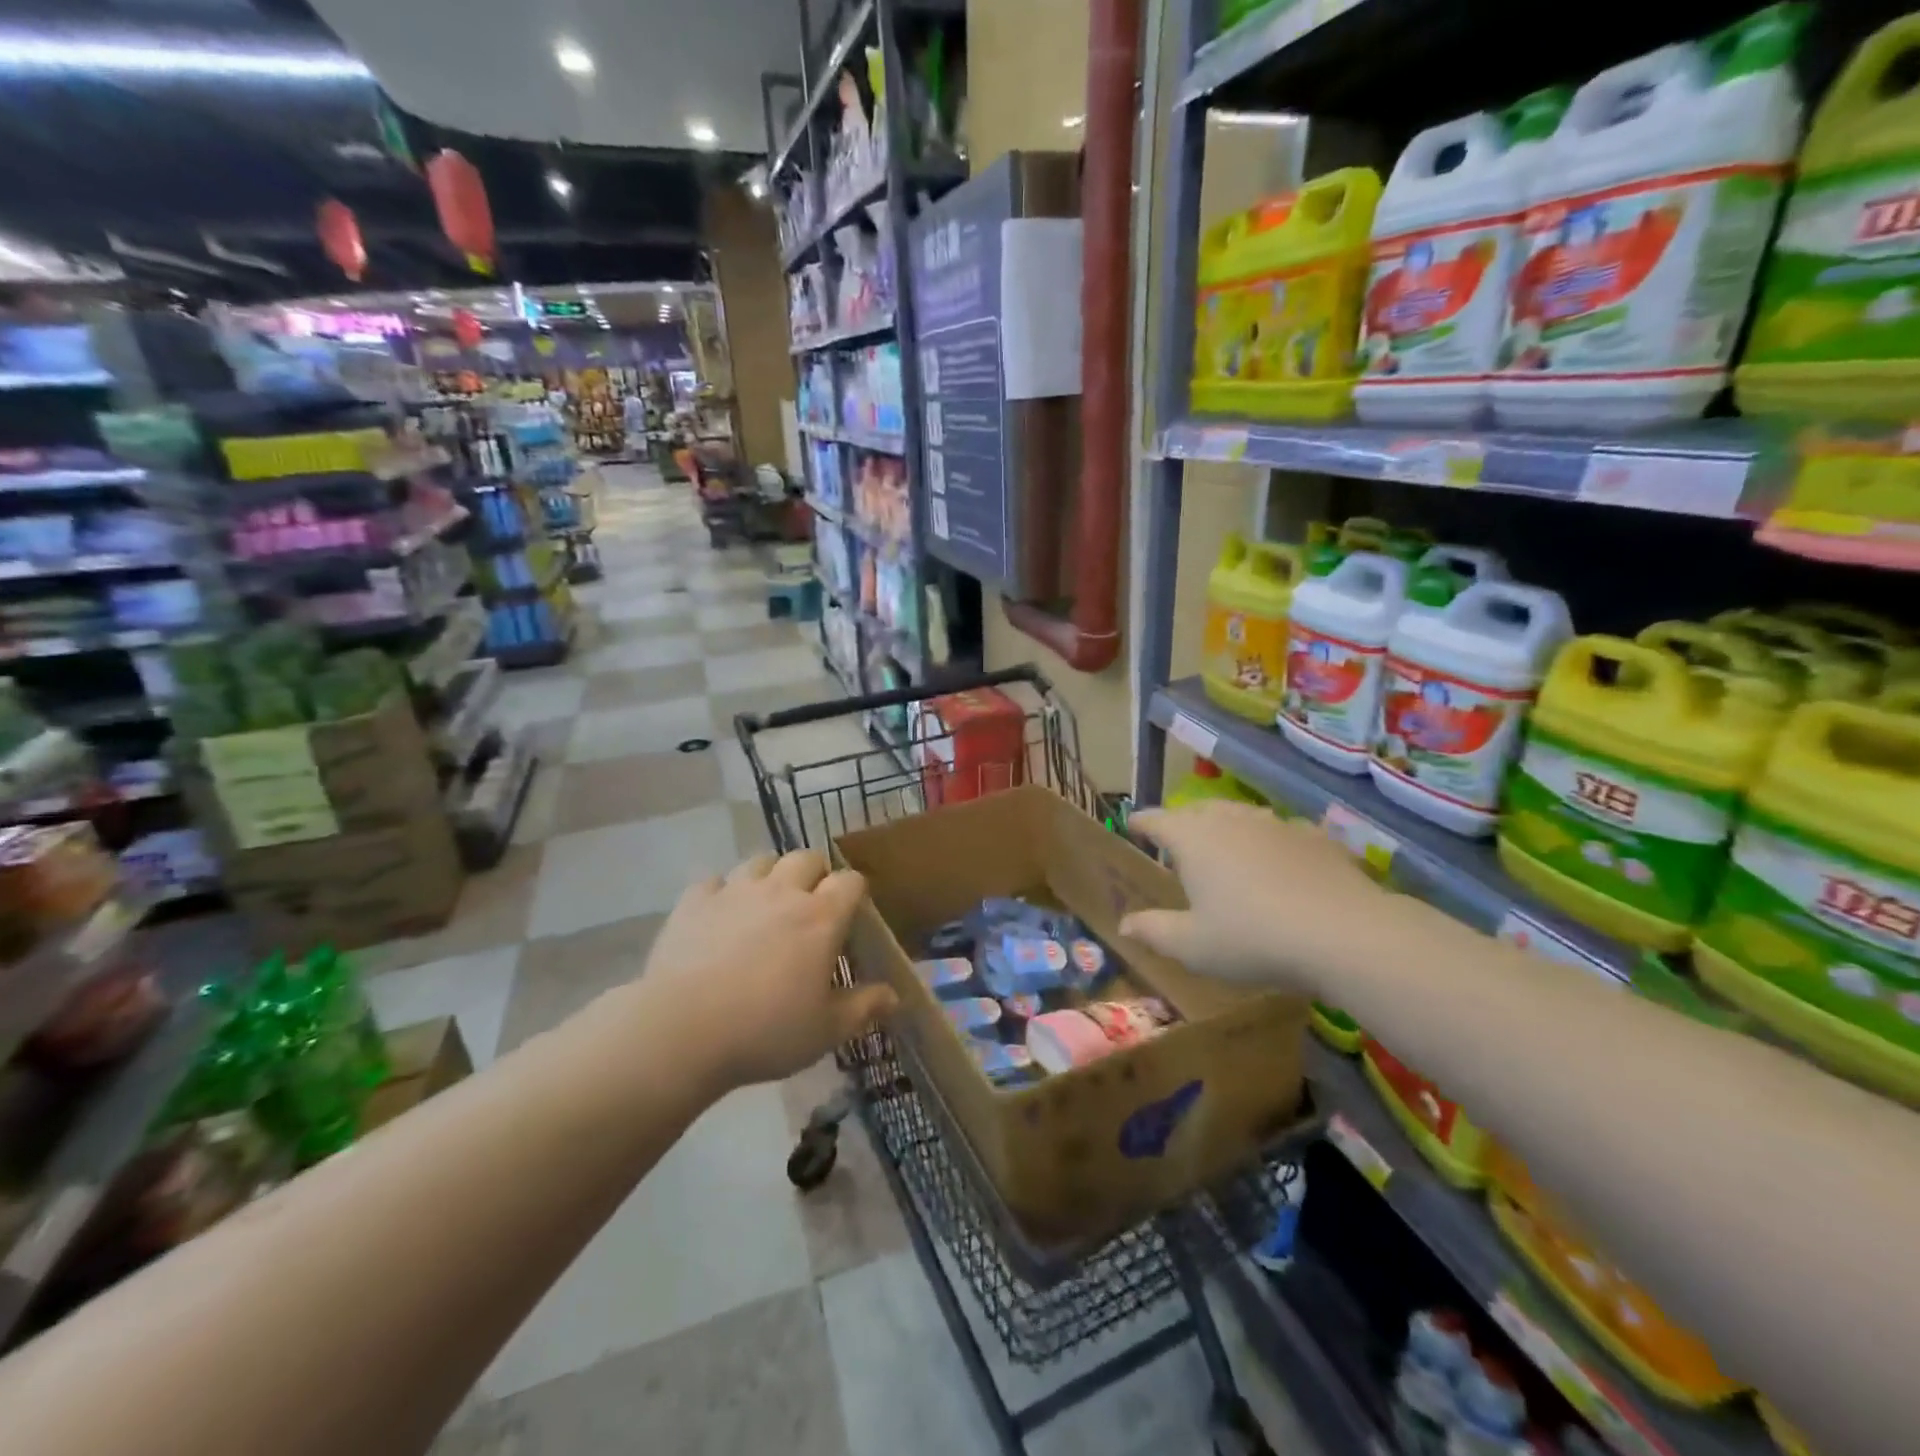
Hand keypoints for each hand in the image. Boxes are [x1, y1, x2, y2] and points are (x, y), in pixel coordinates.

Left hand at [644, 850, 897, 1091]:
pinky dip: (723, 892)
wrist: (681, 1032)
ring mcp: (735, 891)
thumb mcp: (825, 1031)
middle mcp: (782, 892)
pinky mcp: (694, 901)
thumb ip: (864, 1008)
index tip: (852, 914)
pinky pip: (715, 880)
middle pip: (807, 857)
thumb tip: (895, 996)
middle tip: (810, 905)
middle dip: (815, 873)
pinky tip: (720, 916)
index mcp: (820, 917)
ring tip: (766, 904)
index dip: (855, 892)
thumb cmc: (765, 1032)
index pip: (850, 881)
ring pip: (761, 861)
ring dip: (770, 875)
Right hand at [1119, 802, 1388, 995]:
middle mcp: (1230, 819)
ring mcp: (1275, 823)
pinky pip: (1279, 832)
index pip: (1156, 820)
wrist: (1344, 934)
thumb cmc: (1252, 939)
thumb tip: (1124, 924)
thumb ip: (1153, 931)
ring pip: (1239, 814)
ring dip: (1225, 826)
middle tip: (1175, 841)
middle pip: (1197, 810)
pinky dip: (1268, 842)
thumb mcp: (1192, 946)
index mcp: (1192, 839)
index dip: (1141, 823)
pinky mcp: (1314, 836)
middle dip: (1182, 822)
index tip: (1132, 825)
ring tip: (1224, 846)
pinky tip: (1278, 862)